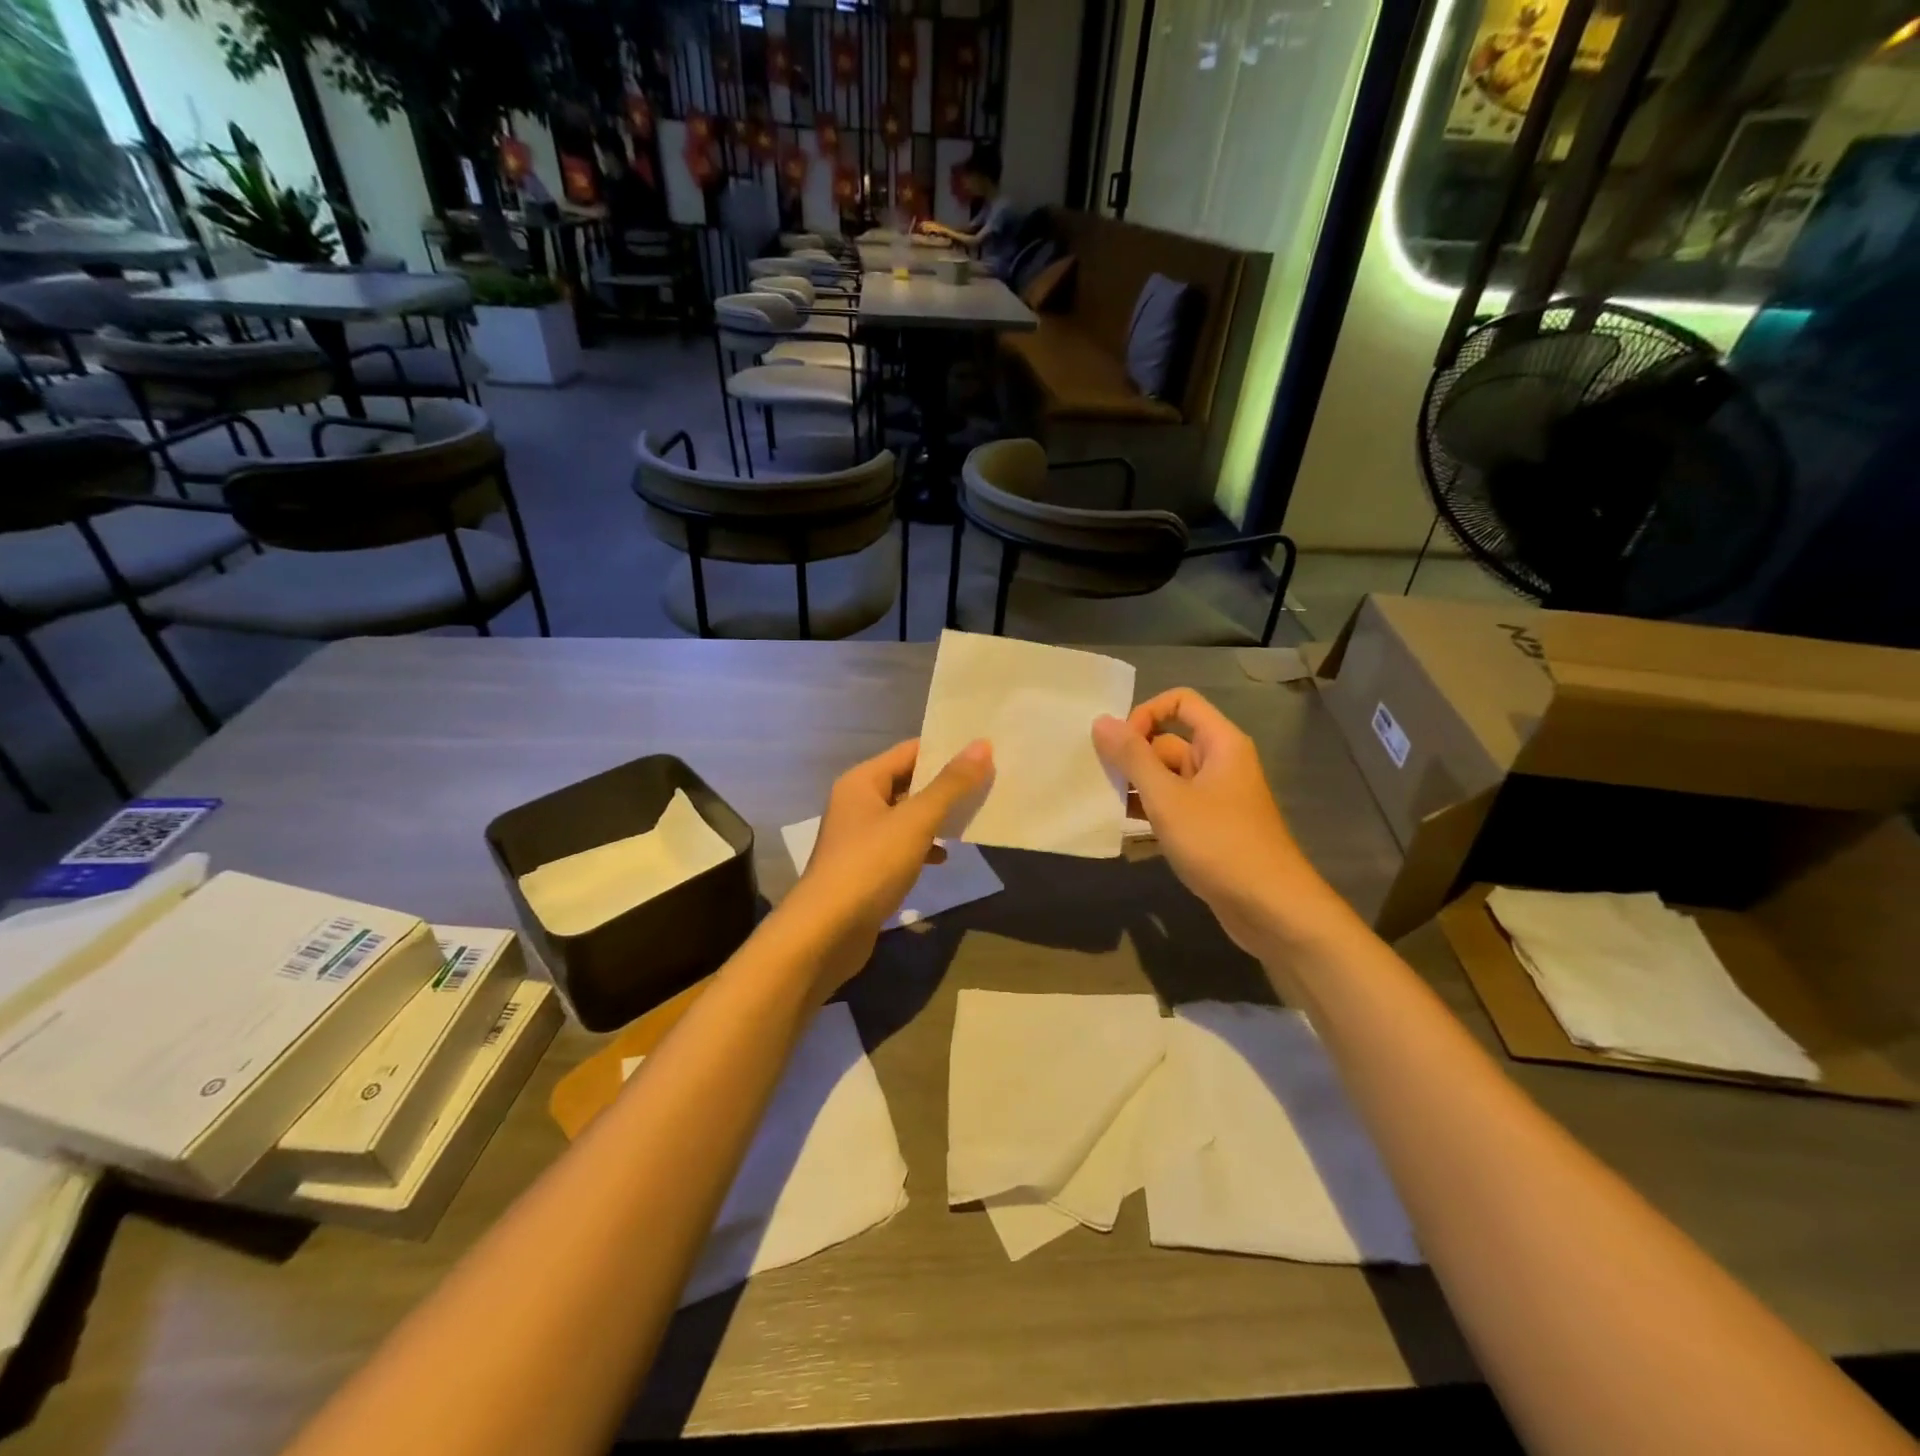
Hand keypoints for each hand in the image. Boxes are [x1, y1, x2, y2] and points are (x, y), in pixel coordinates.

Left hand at [776, 737, 992, 996]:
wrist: (826, 933)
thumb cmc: (869, 866)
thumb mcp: (915, 821)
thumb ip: (950, 784)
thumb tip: (982, 744)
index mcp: (862, 782)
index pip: (910, 751)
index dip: (945, 749)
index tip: (985, 750)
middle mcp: (858, 803)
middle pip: (909, 783)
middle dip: (946, 785)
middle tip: (990, 781)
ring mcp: (860, 838)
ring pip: (907, 817)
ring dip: (938, 817)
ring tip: (976, 816)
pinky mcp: (866, 869)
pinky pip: (902, 846)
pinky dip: (924, 847)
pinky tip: (945, 857)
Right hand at [1092, 689, 1331, 953]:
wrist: (1269, 907)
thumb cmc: (1219, 843)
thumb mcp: (1167, 798)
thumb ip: (1132, 758)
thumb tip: (1101, 721)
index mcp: (1220, 743)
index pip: (1180, 702)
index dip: (1146, 713)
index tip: (1119, 744)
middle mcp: (1220, 762)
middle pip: (1168, 741)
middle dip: (1133, 756)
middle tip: (1097, 777)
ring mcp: (1215, 797)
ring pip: (1167, 777)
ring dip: (1137, 786)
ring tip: (1102, 802)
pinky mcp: (1210, 827)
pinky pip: (1174, 804)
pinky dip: (1150, 810)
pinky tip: (1122, 826)